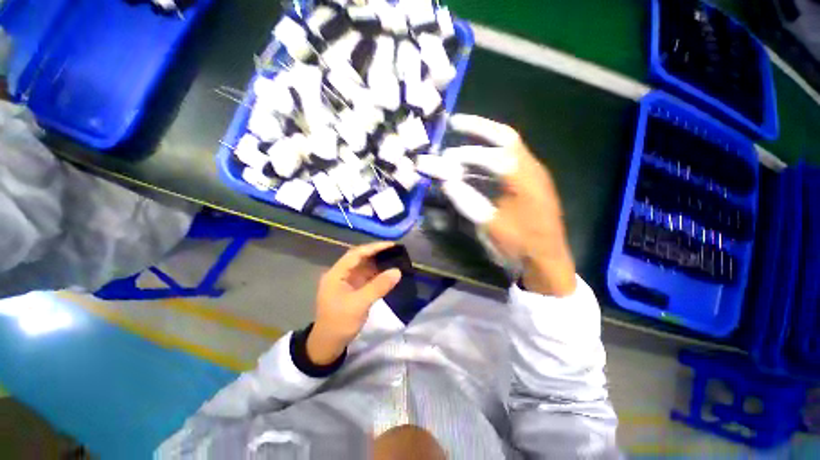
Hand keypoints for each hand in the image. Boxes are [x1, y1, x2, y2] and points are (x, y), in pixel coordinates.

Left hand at [307, 242, 401, 364]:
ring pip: (363, 267)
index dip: (374, 247)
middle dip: (377, 253)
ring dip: (378, 263)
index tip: (391, 245)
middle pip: (360, 258)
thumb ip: (379, 286)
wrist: (328, 345)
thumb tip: (398, 271)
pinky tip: (387, 273)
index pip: (356, 254)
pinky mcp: (352, 290)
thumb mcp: (359, 304)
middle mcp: (340, 274)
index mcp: (336, 274)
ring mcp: (346, 282)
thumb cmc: (339, 323)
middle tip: (395, 250)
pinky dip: (377, 274)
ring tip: (394, 259)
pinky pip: (366, 277)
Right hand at [442, 114, 576, 296]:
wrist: (546, 259)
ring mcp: (533, 174)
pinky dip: (490, 155)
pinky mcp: (530, 182)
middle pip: (505, 137)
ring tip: (463, 132)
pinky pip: (509, 160)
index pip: (491, 156)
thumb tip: (447, 182)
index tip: (444, 158)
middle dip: (478, 128)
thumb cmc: (519, 244)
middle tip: (455, 122)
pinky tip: (477, 160)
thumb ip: (467, 201)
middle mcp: (531, 169)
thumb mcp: (490, 225)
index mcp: (523, 179)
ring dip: (484, 139)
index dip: (465, 155)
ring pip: (508, 146)